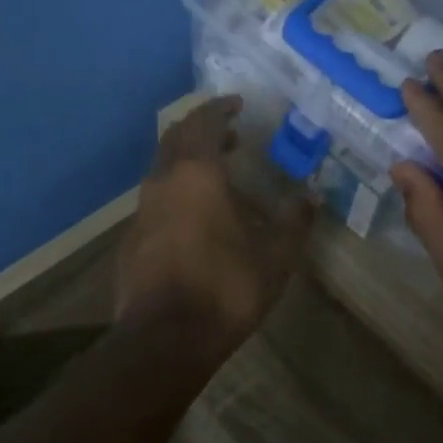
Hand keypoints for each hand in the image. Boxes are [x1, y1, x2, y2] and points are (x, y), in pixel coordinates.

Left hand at [116, 96, 313, 362]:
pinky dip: (175, 192)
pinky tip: (194, 218)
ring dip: (187, 161)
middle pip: (175, 138)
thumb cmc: (225, 287)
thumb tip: (310, 197)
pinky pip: (155, 200)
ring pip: (162, 169)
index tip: (237, 104)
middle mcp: (163, 183)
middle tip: (229, 134)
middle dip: (201, 129)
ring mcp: (141, 212)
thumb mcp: (275, 256)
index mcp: (196, 174)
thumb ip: (293, 221)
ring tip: (216, 174)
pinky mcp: (131, 240)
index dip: (220, 108)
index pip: (203, 122)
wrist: (164, 338)